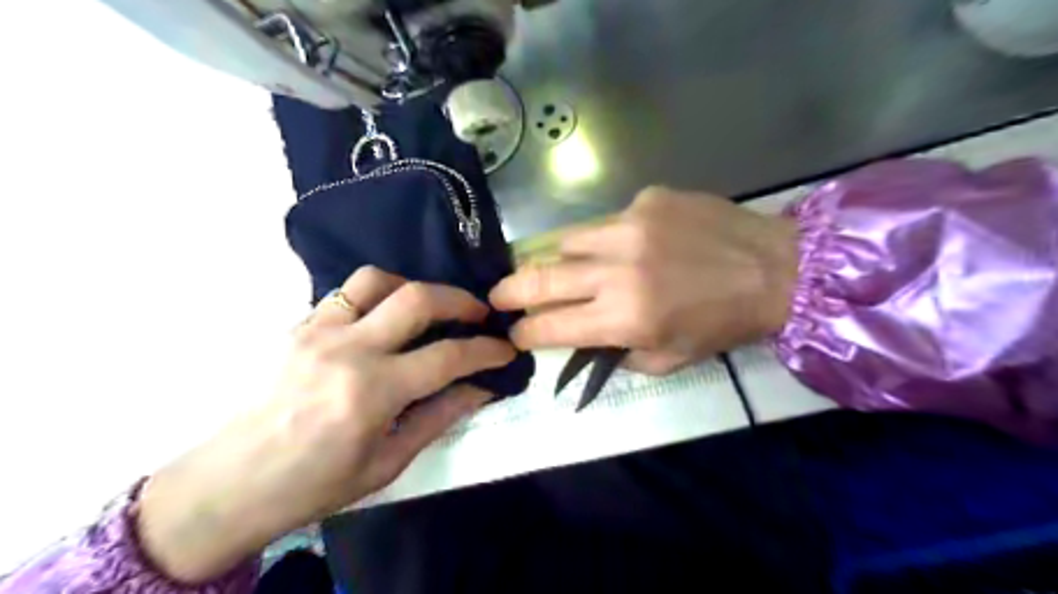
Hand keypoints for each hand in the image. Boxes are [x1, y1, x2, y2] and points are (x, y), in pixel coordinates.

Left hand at [136, 269, 519, 585]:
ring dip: (415, 287)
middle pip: (417, 299)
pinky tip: (387, 316)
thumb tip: (481, 388)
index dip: (486, 350)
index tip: (506, 349)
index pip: (447, 357)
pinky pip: (347, 291)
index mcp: (372, 393)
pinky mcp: (300, 325)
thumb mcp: (389, 461)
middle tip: (480, 313)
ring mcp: (318, 330)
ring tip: (431, 308)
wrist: (232, 482)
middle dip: (461, 301)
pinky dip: (379, 294)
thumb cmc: (316, 483)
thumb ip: (439, 416)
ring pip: (378, 280)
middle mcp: (347, 349)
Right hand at [488, 189, 792, 374]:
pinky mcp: (647, 200)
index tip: (514, 333)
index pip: (552, 325)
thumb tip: (581, 339)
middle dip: (511, 291)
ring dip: (552, 259)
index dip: (526, 332)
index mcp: (626, 318)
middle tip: (497, 295)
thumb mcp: (669, 359)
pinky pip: (606, 221)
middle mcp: (620, 269)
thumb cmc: (723, 324)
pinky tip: (621, 246)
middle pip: (543, 278)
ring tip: (550, 267)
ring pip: (566, 240)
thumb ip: (616, 353)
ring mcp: (631, 226)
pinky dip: (601, 239)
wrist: (776, 269)